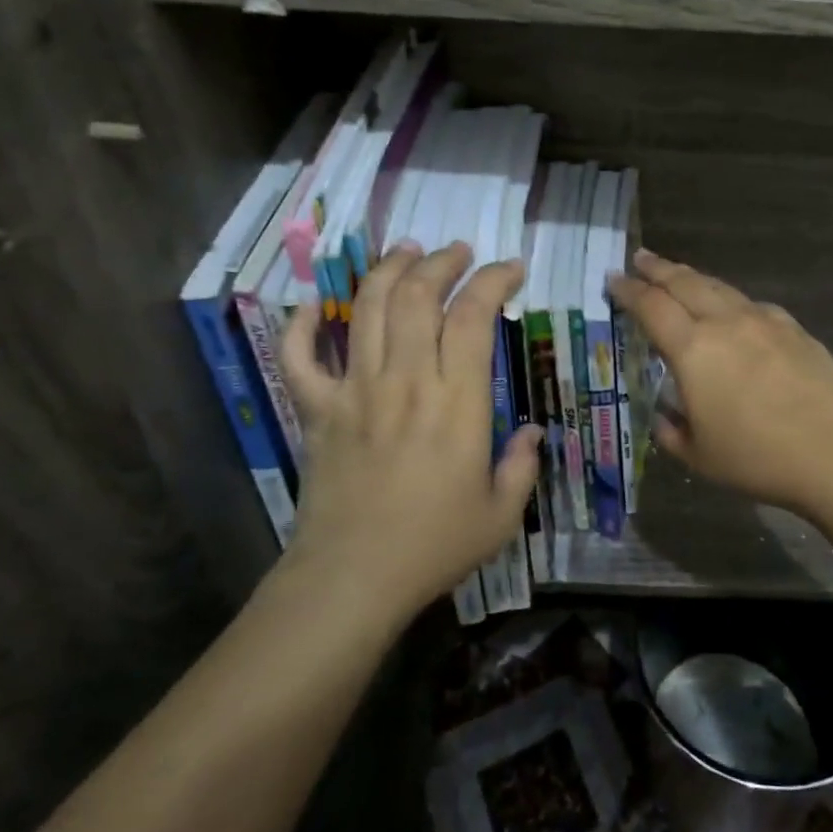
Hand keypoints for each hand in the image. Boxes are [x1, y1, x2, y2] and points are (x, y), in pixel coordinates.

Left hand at [275, 241, 542, 623]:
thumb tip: (532, 433)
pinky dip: (303, 325)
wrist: (351, 580)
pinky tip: (317, 306)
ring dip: (387, 271)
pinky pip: (300, 357)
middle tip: (458, 251)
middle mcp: (405, 380)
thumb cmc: (433, 546)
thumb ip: (522, 467)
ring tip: (406, 252)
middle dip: (441, 261)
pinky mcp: (317, 410)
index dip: (493, 280)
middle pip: (417, 296)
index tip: (510, 269)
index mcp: (456, 401)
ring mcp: (355, 391)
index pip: (473, 315)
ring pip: (366, 309)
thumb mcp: (501, 514)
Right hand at [608, 251, 832, 518]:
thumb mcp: (699, 455)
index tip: (613, 280)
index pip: (651, 307)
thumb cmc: (758, 458)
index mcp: (693, 350)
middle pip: (684, 283)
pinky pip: (751, 304)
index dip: (628, 291)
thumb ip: (672, 431)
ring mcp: (762, 320)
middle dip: (658, 268)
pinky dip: (730, 299)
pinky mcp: (792, 327)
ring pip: (719, 287)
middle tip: (640, 258)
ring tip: (679, 274)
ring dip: (693, 277)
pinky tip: (732, 309)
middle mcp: (724, 323)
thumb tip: (665, 415)